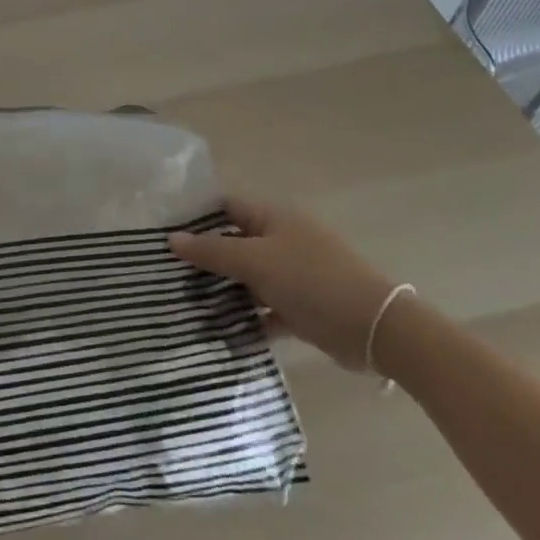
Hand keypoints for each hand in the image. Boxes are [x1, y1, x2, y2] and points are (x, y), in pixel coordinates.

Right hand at [170, 196, 400, 369]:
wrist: (376, 329)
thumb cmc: (311, 280)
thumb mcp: (255, 262)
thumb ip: (213, 252)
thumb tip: (172, 239)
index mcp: (273, 218)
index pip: (226, 207)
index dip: (196, 217)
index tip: (164, 233)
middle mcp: (282, 240)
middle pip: (234, 243)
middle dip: (205, 259)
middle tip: (168, 273)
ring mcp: (294, 275)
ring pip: (249, 278)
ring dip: (224, 291)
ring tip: (186, 304)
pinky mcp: (303, 307)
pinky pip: (265, 309)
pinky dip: (247, 319)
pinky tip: (221, 332)